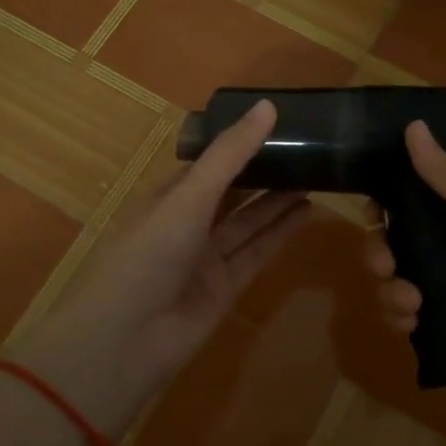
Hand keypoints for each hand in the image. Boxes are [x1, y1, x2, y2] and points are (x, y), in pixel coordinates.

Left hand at [15, 100, 309, 436]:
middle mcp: (189, 222)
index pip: (211, 162)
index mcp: (170, 195)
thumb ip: (230, 154)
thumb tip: (268, 106)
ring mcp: (208, 257)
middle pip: (234, 192)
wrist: (126, 339)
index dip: (242, 143)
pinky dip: (281, 234)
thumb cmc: (149, 253)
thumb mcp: (190, 196)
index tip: (279, 124)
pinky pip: (258, 253)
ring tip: (318, 177)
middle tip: (309, 151)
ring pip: (250, 222)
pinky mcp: (226, 287)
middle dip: (266, 173)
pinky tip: (307, 213)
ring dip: (279, 202)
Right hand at [365, 121, 445, 410]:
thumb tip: (413, 126)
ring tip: (411, 304)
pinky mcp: (442, 326)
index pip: (414, 196)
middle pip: (393, 239)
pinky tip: (413, 324)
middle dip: (378, 250)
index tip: (371, 207)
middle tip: (385, 264)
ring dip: (388, 289)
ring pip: (392, 278)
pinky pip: (401, 315)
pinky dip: (399, 317)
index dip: (386, 198)